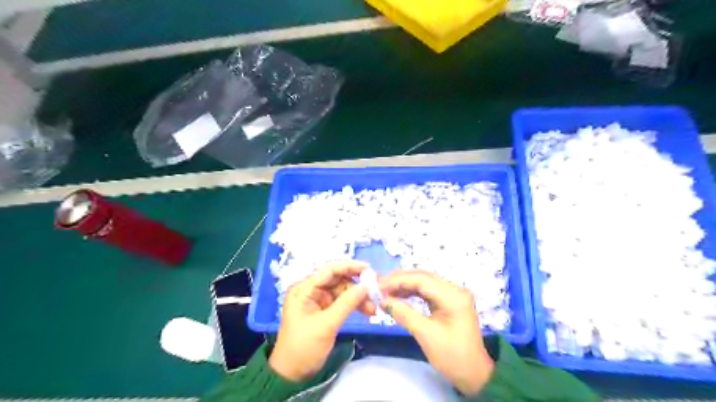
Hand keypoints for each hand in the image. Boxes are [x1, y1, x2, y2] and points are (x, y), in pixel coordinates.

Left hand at [269, 261, 376, 382]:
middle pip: (338, 280)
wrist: (292, 375)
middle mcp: (311, 290)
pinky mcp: (325, 311)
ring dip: (358, 297)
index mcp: (304, 289)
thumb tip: (366, 286)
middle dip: (356, 285)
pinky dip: (354, 305)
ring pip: (343, 291)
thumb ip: (346, 303)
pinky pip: (343, 302)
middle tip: (375, 291)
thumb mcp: (326, 324)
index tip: (368, 269)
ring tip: (373, 308)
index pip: (328, 270)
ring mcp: (318, 300)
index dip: (349, 266)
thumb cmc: (304, 347)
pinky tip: (367, 311)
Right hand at [378, 269, 495, 394]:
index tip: (378, 286)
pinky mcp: (449, 301)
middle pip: (423, 277)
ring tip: (385, 291)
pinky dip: (412, 292)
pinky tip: (399, 295)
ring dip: (404, 285)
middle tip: (379, 286)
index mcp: (453, 295)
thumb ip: (404, 314)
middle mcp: (454, 289)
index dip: (398, 280)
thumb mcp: (426, 335)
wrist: (474, 375)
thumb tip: (382, 300)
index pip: (421, 279)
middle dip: (399, 280)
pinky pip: (427, 290)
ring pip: (424, 282)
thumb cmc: (452, 356)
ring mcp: (452, 294)